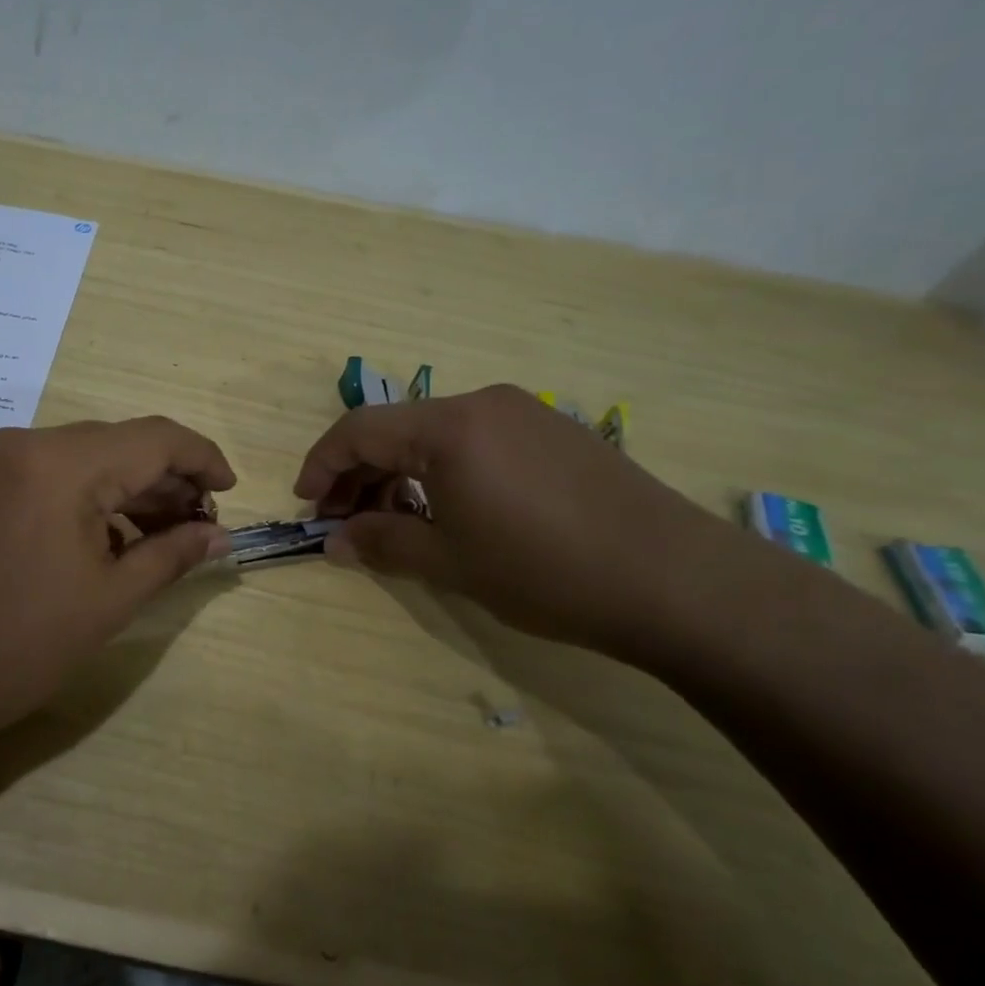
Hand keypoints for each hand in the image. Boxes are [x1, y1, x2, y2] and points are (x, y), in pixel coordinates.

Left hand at [0, 418, 235, 744]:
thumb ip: (171, 555)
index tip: (229, 492)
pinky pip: (41, 476)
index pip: (153, 438)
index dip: (201, 459)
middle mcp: (22, 443)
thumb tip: (220, 535)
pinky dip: (80, 499)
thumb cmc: (16, 645)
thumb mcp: (108, 600)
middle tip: (197, 528)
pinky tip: (99, 542)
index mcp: (61, 463)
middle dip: (163, 481)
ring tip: (155, 539)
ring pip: (77, 460)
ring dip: (122, 492)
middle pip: (114, 445)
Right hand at [294, 385, 738, 659]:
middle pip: (396, 428)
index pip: (359, 430)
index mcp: (450, 427)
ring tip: (393, 522)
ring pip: (436, 434)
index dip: (322, 464)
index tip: (306, 504)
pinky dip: (443, 470)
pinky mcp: (556, 432)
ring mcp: (525, 413)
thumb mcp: (451, 563)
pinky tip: (449, 511)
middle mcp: (483, 404)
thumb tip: (335, 542)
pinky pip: (476, 441)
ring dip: (400, 473)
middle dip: (359, 473)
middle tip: (343, 522)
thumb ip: (382, 543)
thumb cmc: (546, 570)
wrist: (678, 581)